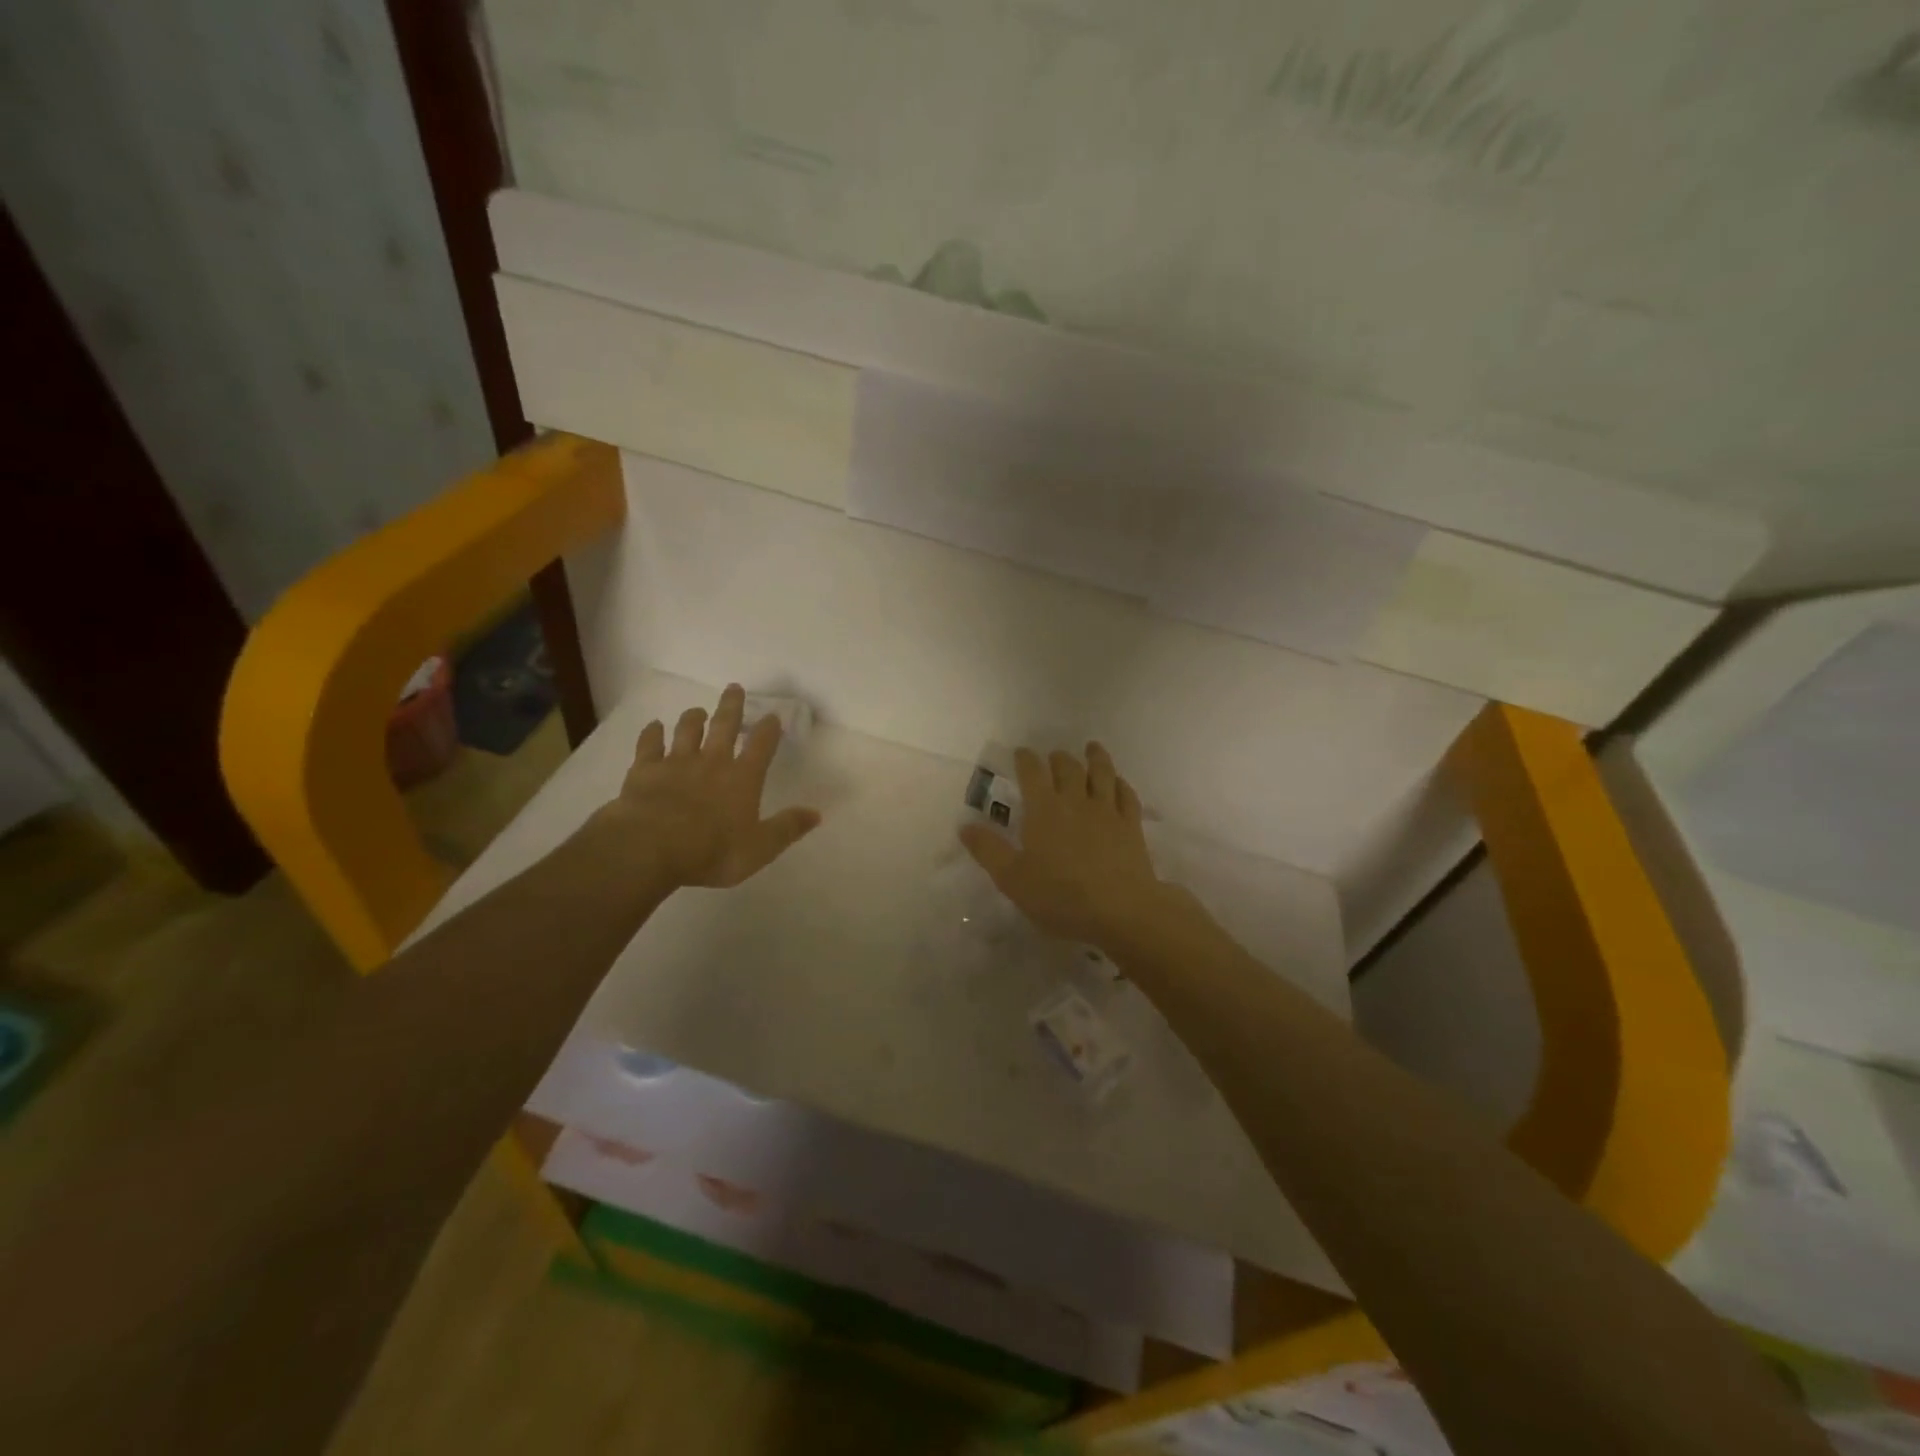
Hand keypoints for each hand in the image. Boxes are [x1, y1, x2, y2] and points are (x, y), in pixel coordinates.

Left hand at [600, 684, 821, 889]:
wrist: (651, 847)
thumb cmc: (712, 850)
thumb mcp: (759, 848)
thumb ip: (787, 828)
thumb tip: (816, 814)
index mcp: (742, 779)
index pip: (761, 746)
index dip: (769, 730)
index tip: (773, 715)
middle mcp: (712, 762)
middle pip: (724, 726)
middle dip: (731, 707)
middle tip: (734, 688)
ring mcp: (676, 763)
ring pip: (687, 731)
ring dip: (693, 718)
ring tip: (698, 711)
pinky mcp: (644, 770)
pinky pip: (649, 745)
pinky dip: (652, 734)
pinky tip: (654, 726)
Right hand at [958, 743, 1170, 951]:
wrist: (1120, 910)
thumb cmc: (1060, 896)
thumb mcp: (1012, 879)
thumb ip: (988, 850)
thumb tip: (965, 826)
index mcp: (1044, 810)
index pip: (1032, 773)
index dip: (1026, 759)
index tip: (1021, 752)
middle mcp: (1075, 801)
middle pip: (1068, 768)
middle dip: (1058, 758)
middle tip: (1054, 756)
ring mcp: (1107, 811)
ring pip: (1102, 773)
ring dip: (1095, 758)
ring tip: (1092, 748)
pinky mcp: (1131, 826)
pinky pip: (1127, 795)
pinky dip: (1121, 783)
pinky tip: (1119, 783)